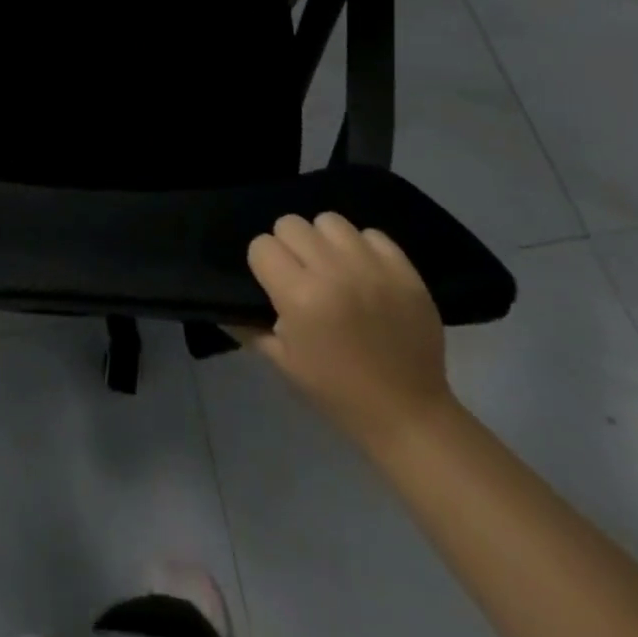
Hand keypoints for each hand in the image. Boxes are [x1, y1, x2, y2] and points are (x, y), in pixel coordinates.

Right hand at [241, 213, 455, 450]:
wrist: (409, 415)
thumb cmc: (338, 392)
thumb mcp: (283, 363)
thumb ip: (250, 326)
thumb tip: (228, 303)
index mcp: (299, 297)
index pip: (262, 245)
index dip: (263, 263)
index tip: (273, 284)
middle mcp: (333, 272)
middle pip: (291, 223)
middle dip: (289, 247)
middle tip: (301, 274)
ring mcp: (372, 267)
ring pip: (329, 221)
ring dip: (324, 241)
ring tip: (333, 268)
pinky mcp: (404, 270)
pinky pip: (371, 233)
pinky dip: (363, 248)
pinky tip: (364, 274)